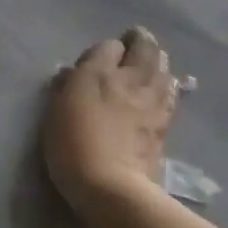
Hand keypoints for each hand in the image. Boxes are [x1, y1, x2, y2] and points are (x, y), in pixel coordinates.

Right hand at [42, 26, 175, 220]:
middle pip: (145, 48)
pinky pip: (170, 91)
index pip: (109, 46)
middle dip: (140, 42)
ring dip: (157, 61)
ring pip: (164, 67)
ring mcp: (153, 101)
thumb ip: (66, 87)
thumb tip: (71, 73)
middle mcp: (131, 80)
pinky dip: (166, 83)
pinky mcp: (165, 123)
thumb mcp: (56, 112)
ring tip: (149, 63)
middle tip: (133, 42)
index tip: (97, 59)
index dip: (105, 50)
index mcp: (100, 74)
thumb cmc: (72, 146)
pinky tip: (163, 87)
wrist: (111, 186)